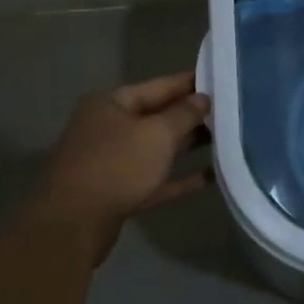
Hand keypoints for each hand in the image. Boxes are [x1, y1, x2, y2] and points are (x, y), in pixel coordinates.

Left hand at [25, 71, 211, 236]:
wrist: (73, 225)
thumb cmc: (116, 166)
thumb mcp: (157, 134)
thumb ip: (184, 114)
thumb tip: (203, 98)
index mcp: (112, 104)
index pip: (159, 86)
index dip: (190, 82)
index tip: (221, 78)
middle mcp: (109, 128)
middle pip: (157, 116)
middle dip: (191, 115)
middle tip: (230, 111)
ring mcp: (112, 161)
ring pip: (157, 148)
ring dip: (188, 145)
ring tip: (226, 140)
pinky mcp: (118, 192)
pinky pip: (156, 179)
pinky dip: (180, 177)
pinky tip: (210, 177)